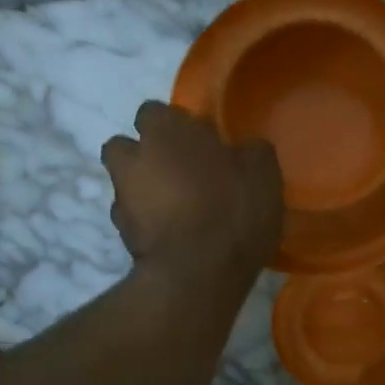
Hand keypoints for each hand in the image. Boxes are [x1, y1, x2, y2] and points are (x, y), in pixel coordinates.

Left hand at [101, 102, 282, 286]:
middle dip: (147, 158)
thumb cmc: (232, 210)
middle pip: (127, 148)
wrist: (199, 273)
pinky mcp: (122, 236)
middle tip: (181, 176)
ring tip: (180, 213)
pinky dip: (149, 226)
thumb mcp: (264, 174)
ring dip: (146, 193)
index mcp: (164, 130)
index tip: (201, 146)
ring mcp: (121, 198)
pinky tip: (176, 239)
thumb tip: (246, 149)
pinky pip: (134, 221)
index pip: (155, 112)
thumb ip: (251, 151)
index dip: (176, 128)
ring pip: (127, 185)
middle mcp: (132, 157)